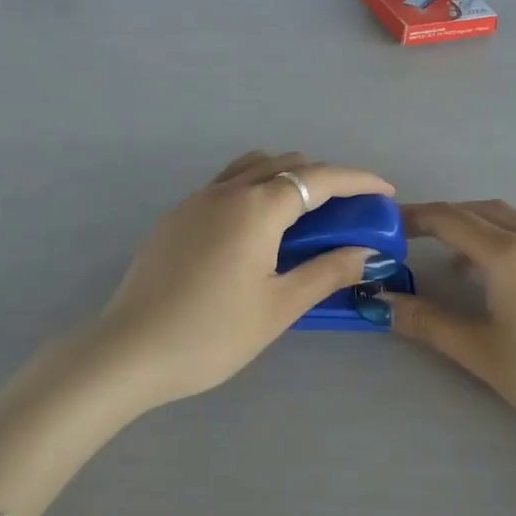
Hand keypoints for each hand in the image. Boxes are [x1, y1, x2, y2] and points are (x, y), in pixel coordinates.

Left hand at [90, 151, 395, 409]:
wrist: (129, 351)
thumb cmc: (213, 334)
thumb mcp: (279, 307)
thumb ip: (326, 271)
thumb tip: (366, 252)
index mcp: (257, 207)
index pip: (321, 178)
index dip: (359, 180)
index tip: (385, 192)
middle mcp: (226, 191)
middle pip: (286, 164)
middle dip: (324, 179)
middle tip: (347, 212)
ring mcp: (195, 200)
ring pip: (251, 168)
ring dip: (286, 178)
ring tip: (304, 216)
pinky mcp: (175, 217)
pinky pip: (226, 185)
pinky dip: (254, 190)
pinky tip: (257, 231)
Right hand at [384, 200, 515, 446]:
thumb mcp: (480, 351)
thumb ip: (428, 322)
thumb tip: (382, 303)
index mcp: (507, 254)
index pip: (448, 220)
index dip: (412, 218)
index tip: (383, 227)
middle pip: (476, 210)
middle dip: (438, 217)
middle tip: (406, 237)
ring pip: (504, 219)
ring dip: (469, 224)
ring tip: (441, 253)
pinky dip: (494, 237)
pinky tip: (486, 274)